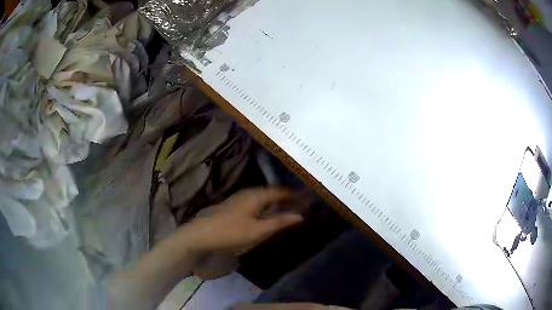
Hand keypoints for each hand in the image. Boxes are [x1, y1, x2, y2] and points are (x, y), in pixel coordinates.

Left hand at [181, 187, 303, 254]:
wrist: (201, 234)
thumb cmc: (231, 232)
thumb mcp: (258, 230)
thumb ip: (279, 222)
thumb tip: (300, 215)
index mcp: (256, 195)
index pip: (281, 191)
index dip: (295, 195)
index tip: (308, 199)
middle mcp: (249, 193)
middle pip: (272, 192)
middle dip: (286, 198)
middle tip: (300, 205)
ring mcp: (239, 198)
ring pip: (263, 197)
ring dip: (276, 202)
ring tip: (287, 209)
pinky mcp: (234, 206)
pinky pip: (256, 202)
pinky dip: (266, 206)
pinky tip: (266, 214)